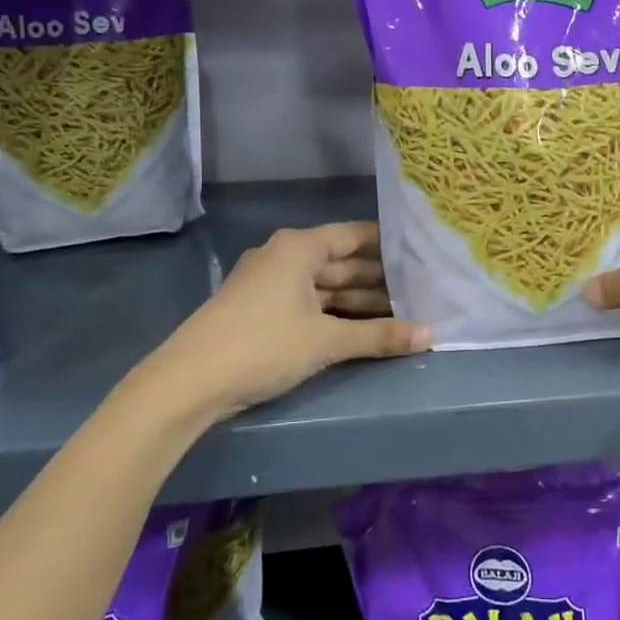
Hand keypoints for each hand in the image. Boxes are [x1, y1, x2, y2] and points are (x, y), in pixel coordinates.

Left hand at [124, 221, 429, 426]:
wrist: (187, 383)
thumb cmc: (262, 346)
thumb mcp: (326, 341)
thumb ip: (380, 335)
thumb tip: (432, 335)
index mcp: (299, 248)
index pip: (354, 235)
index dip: (388, 244)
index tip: (422, 254)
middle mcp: (284, 257)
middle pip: (341, 262)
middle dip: (379, 279)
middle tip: (421, 291)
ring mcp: (269, 284)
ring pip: (325, 286)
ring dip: (359, 300)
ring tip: (401, 313)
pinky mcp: (260, 310)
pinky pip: (309, 303)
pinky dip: (335, 314)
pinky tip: (362, 329)